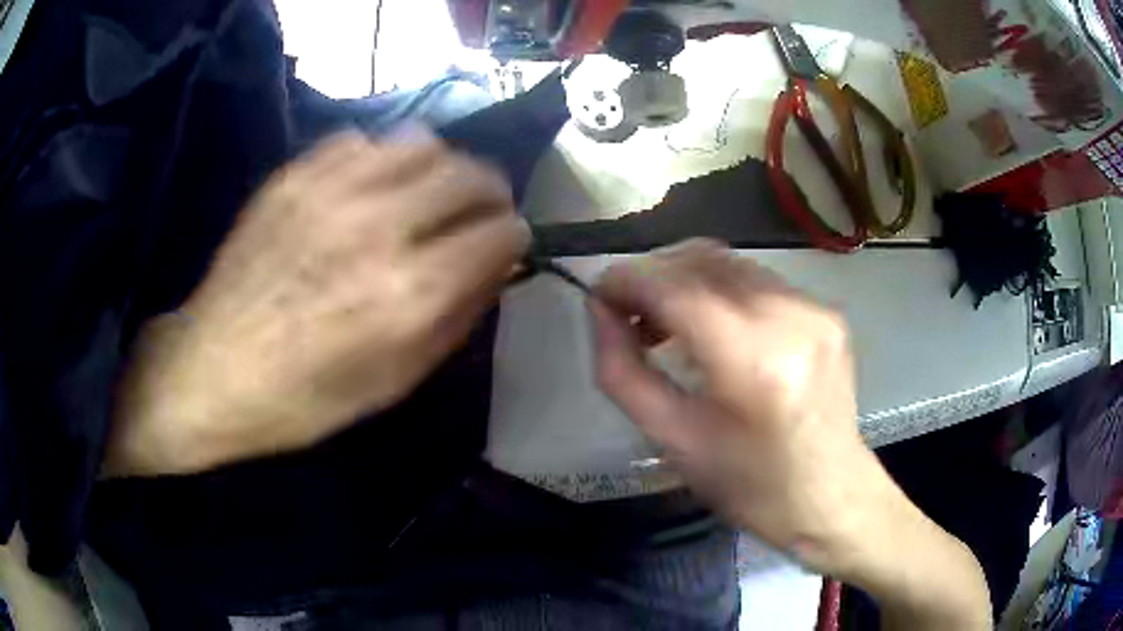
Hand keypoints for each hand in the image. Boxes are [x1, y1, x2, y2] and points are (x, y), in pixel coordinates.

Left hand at [104, 131, 527, 476]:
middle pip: (471, 174)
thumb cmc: (304, 399)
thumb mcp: (396, 383)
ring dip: (440, 169)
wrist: (211, 371)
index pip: (500, 232)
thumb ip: (457, 319)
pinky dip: (382, 161)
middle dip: (490, 195)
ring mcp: (332, 190)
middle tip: (478, 216)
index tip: (507, 247)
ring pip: (423, 143)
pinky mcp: (295, 176)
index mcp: (409, 292)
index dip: (514, 238)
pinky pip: (364, 141)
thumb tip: (497, 267)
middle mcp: (379, 226)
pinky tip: (369, 190)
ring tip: (425, 197)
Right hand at [590, 240, 989, 628]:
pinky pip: (758, 281)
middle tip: (629, 314)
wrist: (831, 498)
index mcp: (752, 360)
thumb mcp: (674, 441)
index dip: (626, 280)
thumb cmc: (750, 486)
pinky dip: (721, 291)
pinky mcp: (826, 310)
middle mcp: (789, 316)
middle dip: (653, 275)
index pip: (674, 286)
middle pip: (702, 258)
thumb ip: (624, 372)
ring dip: (686, 280)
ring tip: (666, 323)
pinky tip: (714, 329)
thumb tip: (599, 312)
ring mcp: (814, 308)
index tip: (598, 296)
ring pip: (730, 262)